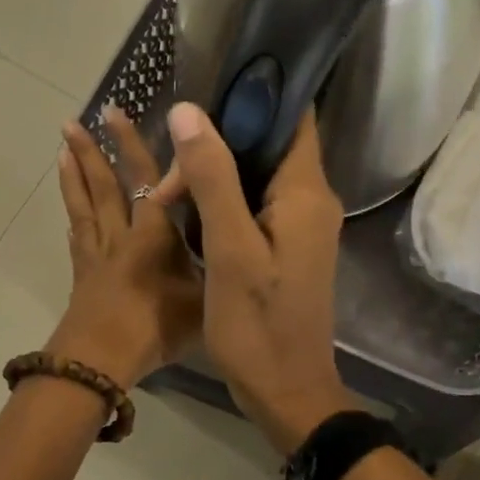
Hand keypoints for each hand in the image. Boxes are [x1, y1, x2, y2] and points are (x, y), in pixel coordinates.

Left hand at [50, 108, 201, 388]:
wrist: (102, 359)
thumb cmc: (156, 326)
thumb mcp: (203, 297)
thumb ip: (218, 267)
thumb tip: (237, 243)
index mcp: (153, 233)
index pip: (145, 178)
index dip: (132, 145)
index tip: (118, 113)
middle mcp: (121, 235)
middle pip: (104, 185)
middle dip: (93, 151)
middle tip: (74, 121)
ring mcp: (96, 255)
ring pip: (83, 207)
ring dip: (74, 176)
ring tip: (62, 149)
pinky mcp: (82, 276)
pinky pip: (77, 239)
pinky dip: (74, 220)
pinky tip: (70, 215)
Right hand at [163, 102, 351, 451]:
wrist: (285, 391)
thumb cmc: (258, 325)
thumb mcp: (230, 249)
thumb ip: (213, 178)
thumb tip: (188, 111)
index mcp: (306, 193)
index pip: (294, 116)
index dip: (256, 95)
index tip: (207, 89)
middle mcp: (311, 199)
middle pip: (267, 143)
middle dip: (216, 144)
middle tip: (170, 174)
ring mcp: (299, 223)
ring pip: (255, 173)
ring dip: (213, 174)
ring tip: (169, 192)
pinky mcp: (285, 244)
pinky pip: (253, 201)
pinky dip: (221, 197)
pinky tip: (187, 207)